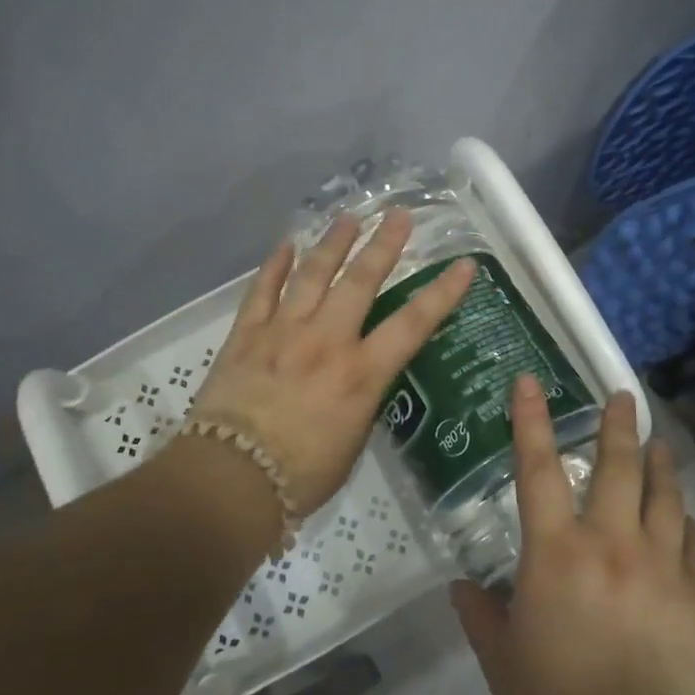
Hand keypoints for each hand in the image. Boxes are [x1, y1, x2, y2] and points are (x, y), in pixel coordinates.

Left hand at [190, 210, 474, 515]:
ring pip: (312, 275)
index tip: (463, 265)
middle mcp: (327, 341)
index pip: (413, 324)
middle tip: (398, 215)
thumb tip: (363, 378)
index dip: (442, 293)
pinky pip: (262, 291)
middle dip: (383, 245)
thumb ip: (362, 400)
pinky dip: (274, 265)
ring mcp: (283, 332)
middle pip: (360, 281)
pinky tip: (285, 243)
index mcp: (361, 374)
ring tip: (349, 218)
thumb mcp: (353, 441)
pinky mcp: (246, 335)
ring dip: (333, 243)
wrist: (230, 479)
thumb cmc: (301, 474)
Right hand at [452, 377, 694, 694]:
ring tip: (660, 444)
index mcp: (556, 552)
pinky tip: (682, 518)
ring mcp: (660, 565)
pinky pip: (692, 544)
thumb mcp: (501, 658)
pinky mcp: (694, 594)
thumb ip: (480, 614)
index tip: (530, 381)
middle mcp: (610, 543)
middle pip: (618, 467)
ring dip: (661, 463)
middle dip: (619, 425)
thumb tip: (463, 587)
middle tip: (624, 396)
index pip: (537, 469)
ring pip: (665, 496)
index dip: (531, 420)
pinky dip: (685, 524)